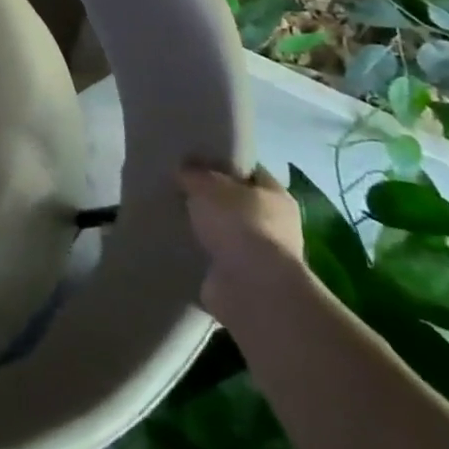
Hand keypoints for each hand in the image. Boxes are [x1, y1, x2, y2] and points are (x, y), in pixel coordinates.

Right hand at [178, 163, 307, 325]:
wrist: (251, 288)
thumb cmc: (238, 224)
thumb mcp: (207, 185)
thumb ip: (194, 174)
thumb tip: (186, 171)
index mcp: (275, 195)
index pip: (249, 171)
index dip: (223, 163)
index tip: (193, 160)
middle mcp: (275, 225)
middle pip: (237, 203)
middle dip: (211, 199)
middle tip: (178, 189)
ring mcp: (259, 256)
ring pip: (226, 233)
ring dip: (206, 229)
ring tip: (174, 217)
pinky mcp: (242, 281)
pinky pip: (216, 259)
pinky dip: (201, 255)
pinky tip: (177, 245)